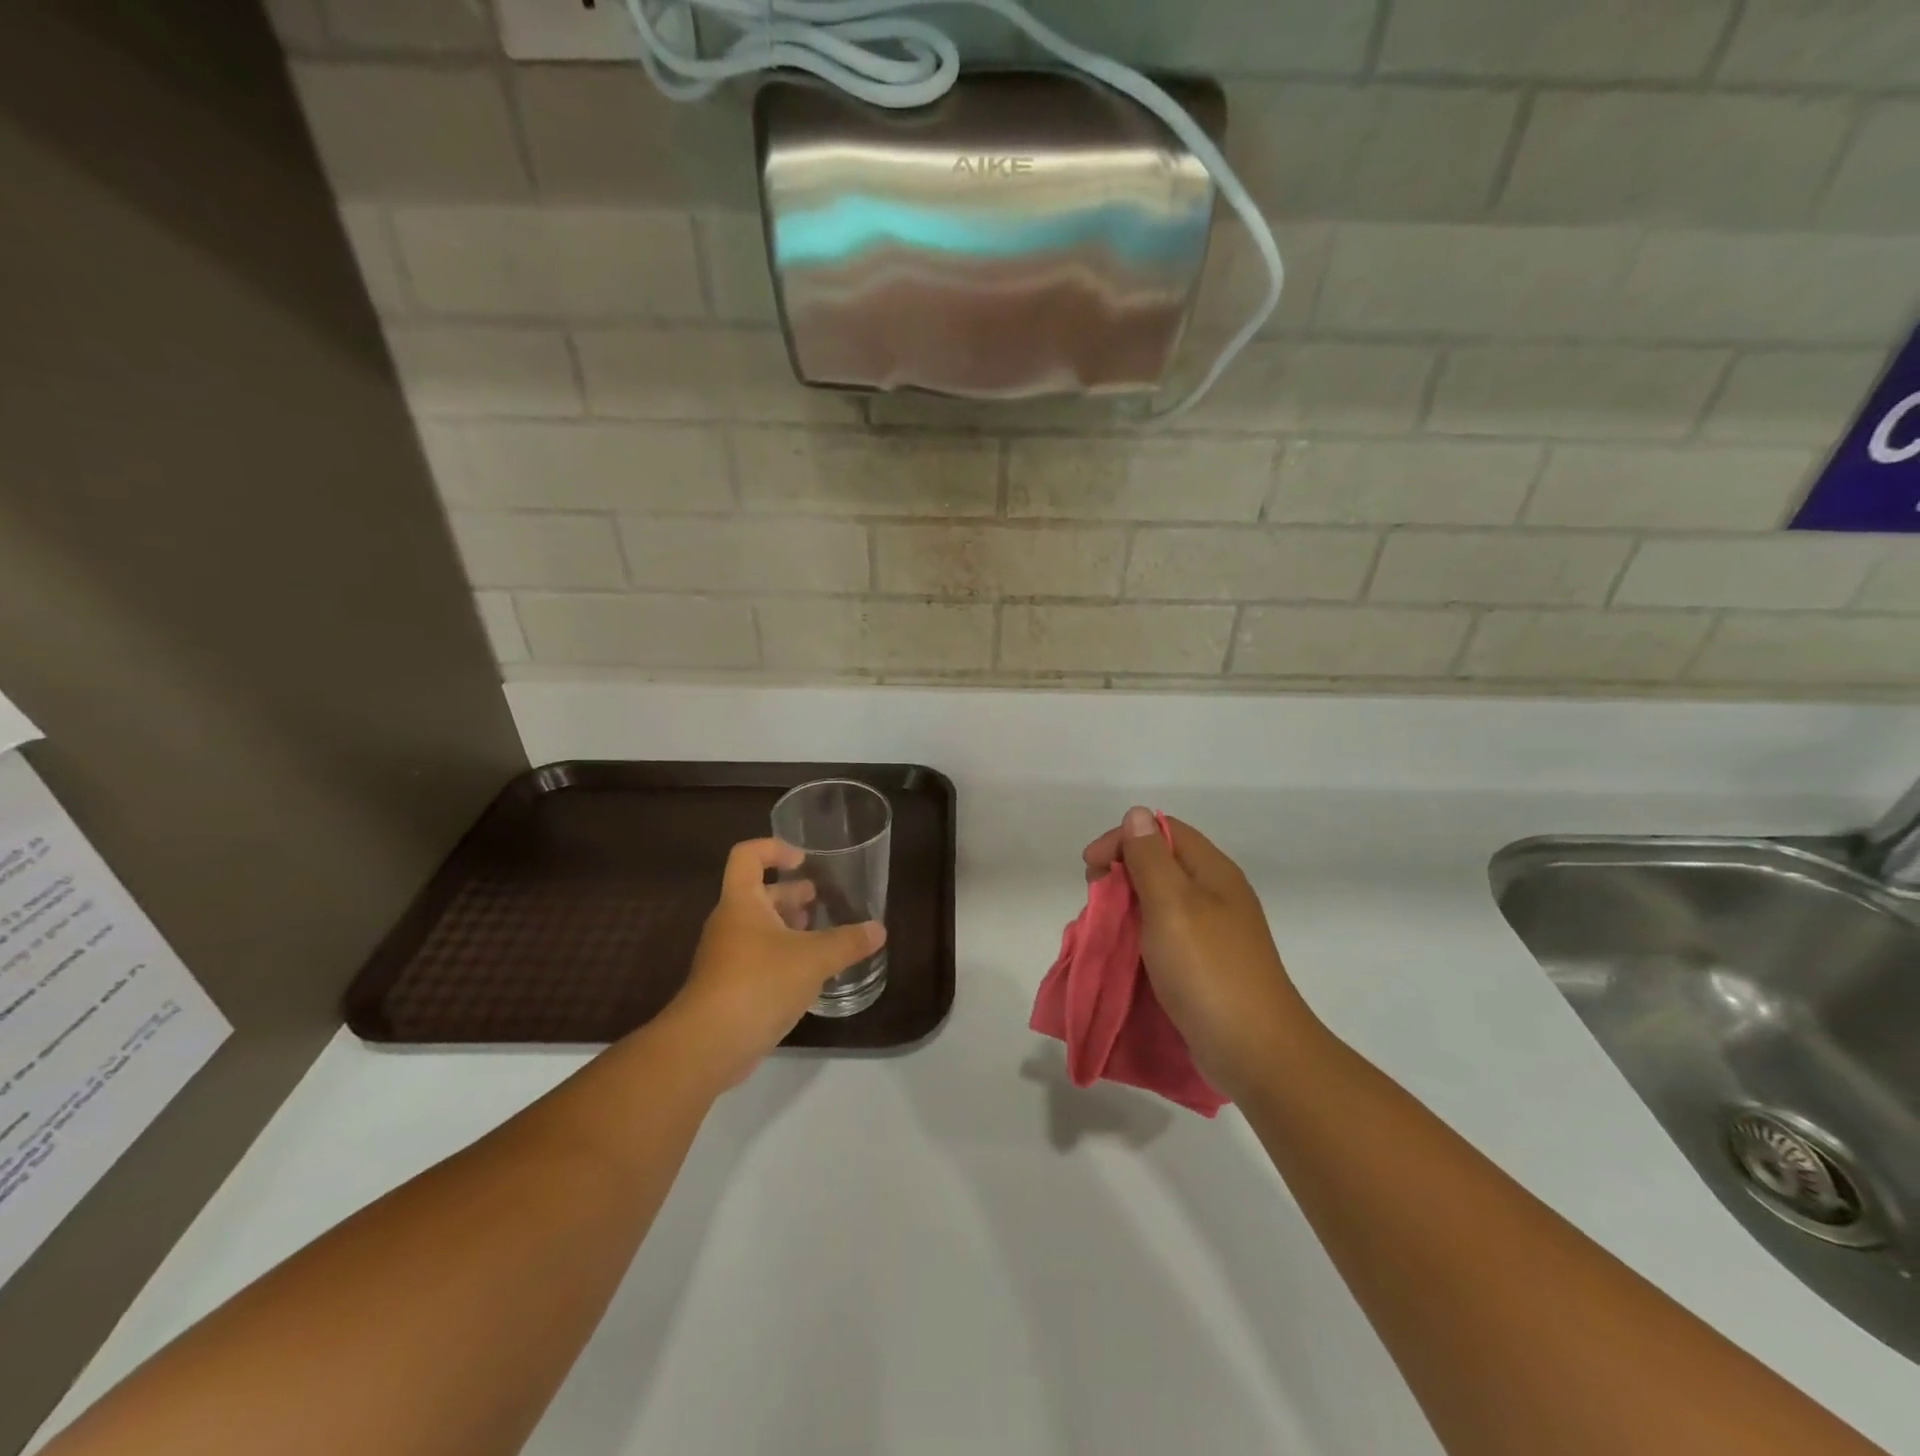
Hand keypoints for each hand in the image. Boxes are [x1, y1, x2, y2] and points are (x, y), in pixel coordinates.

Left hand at [662, 838, 884, 1086]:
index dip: (774, 849)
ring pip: (758, 928)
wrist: (708, 1044)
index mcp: (742, 902)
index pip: (748, 855)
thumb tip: (878, 930)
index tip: (803, 861)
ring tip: (820, 934)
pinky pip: (757, 958)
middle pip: (757, 893)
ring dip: (788, 926)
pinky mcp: (728, 987)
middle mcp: (730, 923)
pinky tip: (808, 973)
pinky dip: (782, 956)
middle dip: (790, 893)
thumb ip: (848, 942)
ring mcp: (725, 956)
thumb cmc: (759, 983)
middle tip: (821, 900)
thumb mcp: (814, 959)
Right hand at [1083, 807, 1318, 1100]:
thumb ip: (1150, 858)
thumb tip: (1137, 814)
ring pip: (1160, 901)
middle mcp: (1216, 894)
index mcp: (1213, 872)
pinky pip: (1165, 934)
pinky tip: (1126, 952)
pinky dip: (1139, 935)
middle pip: (1161, 863)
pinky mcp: (1206, 964)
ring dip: (1127, 906)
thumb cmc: (1209, 970)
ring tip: (1105, 927)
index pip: (1163, 831)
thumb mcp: (1173, 905)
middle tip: (1095, 899)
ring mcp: (1213, 932)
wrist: (1256, 1052)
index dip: (1123, 839)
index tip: (1090, 867)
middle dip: (1121, 872)